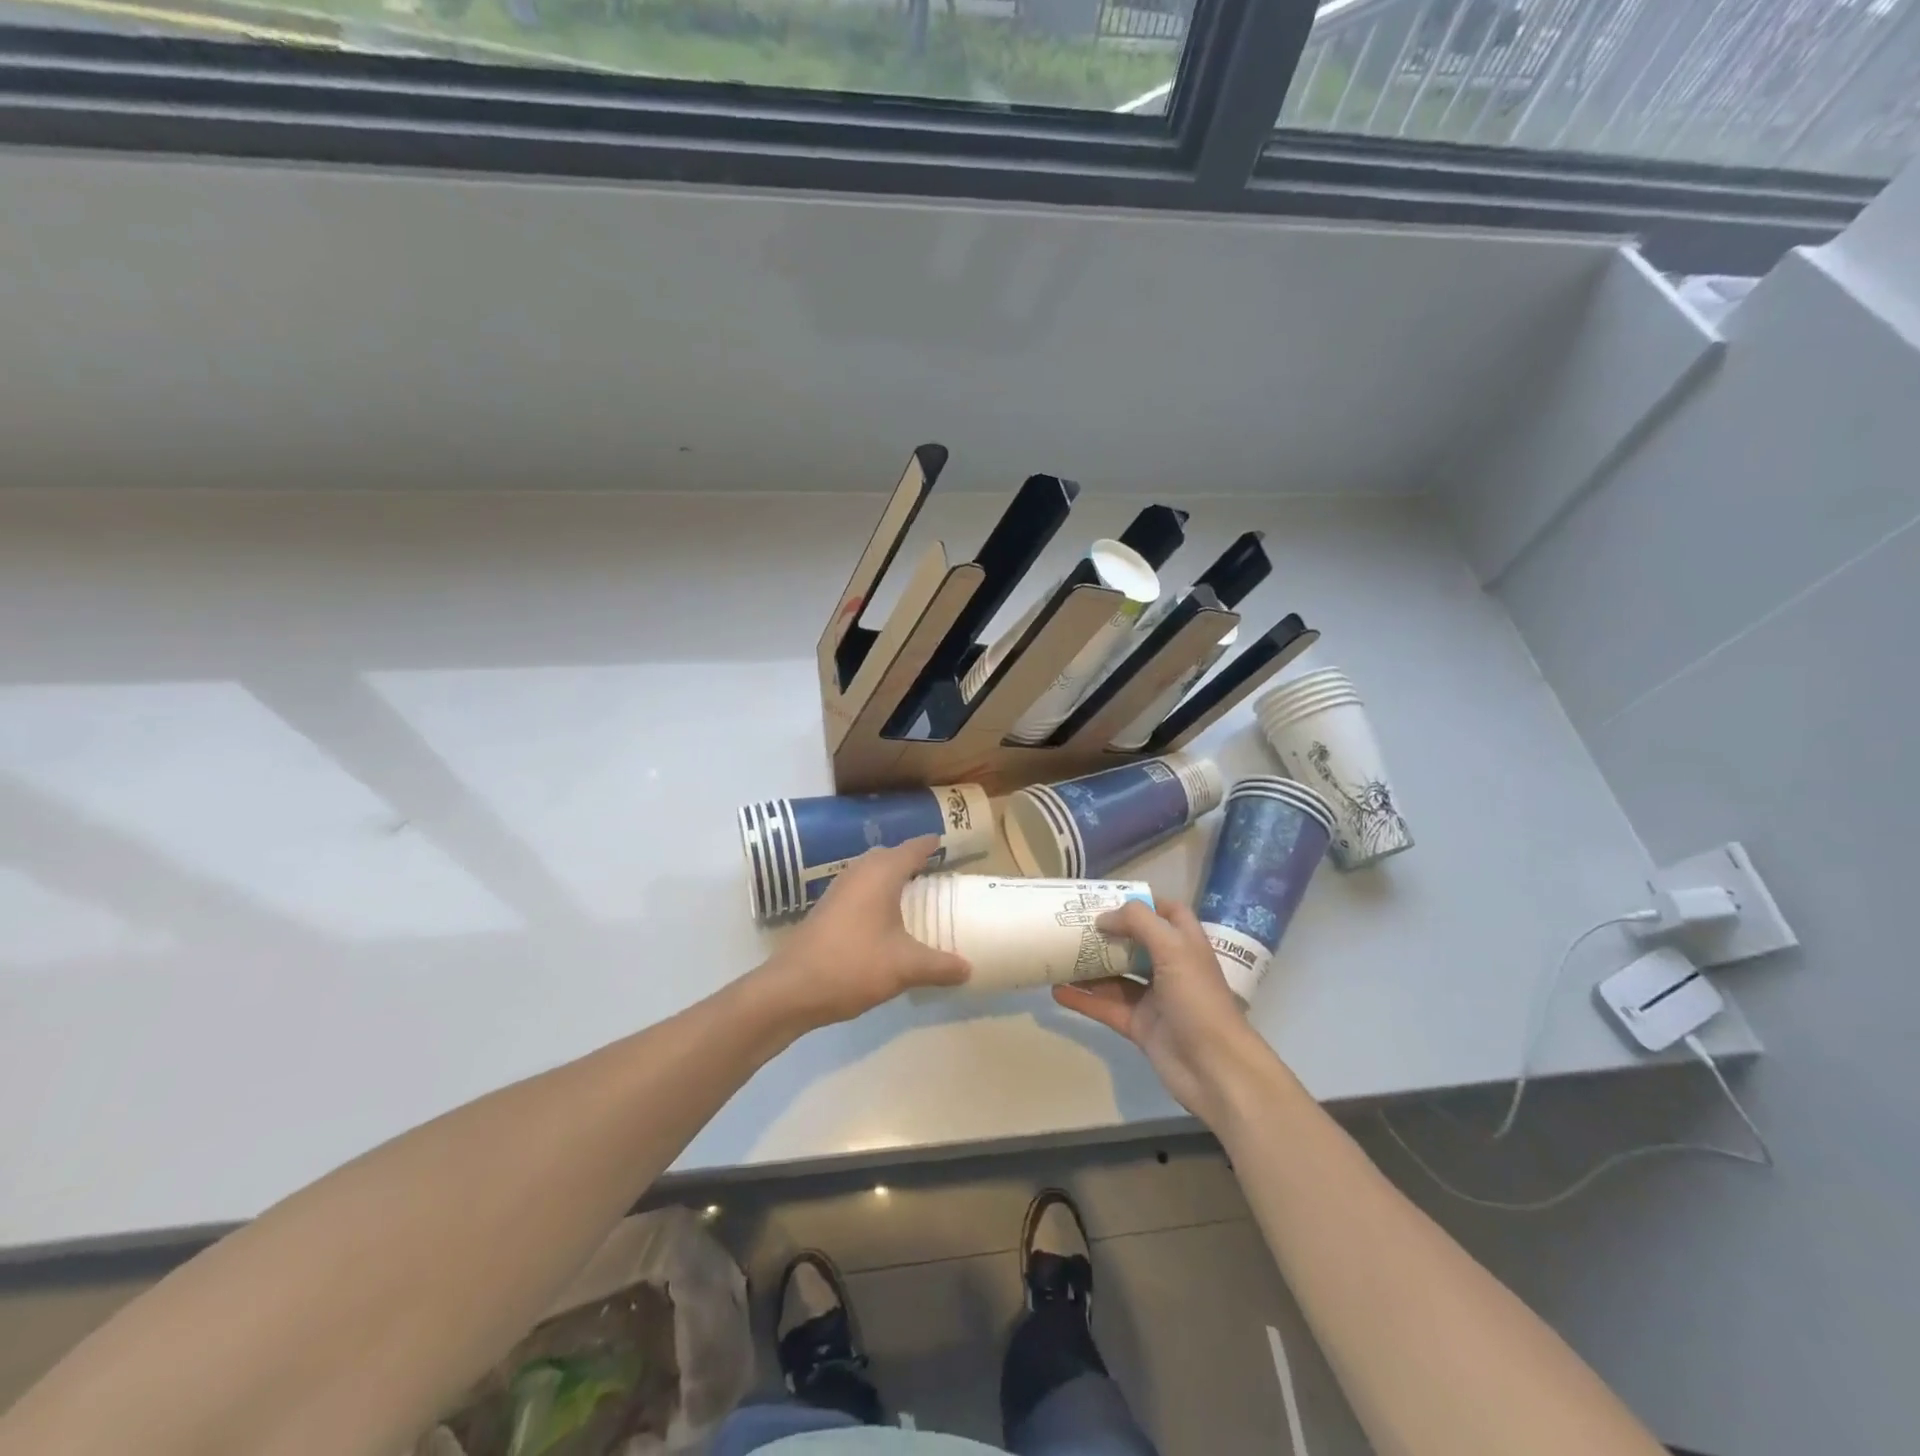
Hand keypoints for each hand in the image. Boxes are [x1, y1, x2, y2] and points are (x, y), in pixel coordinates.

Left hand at [757, 836, 969, 1031]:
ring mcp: (838, 890)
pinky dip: (876, 893)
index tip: (949, 843)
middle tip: (936, 872)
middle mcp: (858, 873)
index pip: (912, 848)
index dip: (932, 844)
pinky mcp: (826, 909)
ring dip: (891, 876)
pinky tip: (884, 917)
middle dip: (911, 859)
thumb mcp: (905, 968)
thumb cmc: (852, 966)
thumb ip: (940, 966)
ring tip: (914, 893)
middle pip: (889, 855)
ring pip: (870, 871)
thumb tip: (970, 969)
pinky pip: (859, 888)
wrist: (791, 989)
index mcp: (881, 874)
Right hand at [1055, 899, 1274, 1126]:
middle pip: (1134, 943)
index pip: (1167, 913)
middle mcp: (1170, 967)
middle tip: (1071, 924)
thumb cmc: (1198, 1000)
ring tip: (1056, 954)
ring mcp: (1154, 999)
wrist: (1215, 1069)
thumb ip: (1139, 923)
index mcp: (1185, 944)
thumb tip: (1104, 918)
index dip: (1142, 903)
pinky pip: (1106, 1006)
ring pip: (1115, 975)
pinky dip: (1083, 999)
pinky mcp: (1139, 1026)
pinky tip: (1057, 991)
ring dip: (1089, 966)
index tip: (1108, 898)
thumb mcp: (1174, 949)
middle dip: (1106, 933)